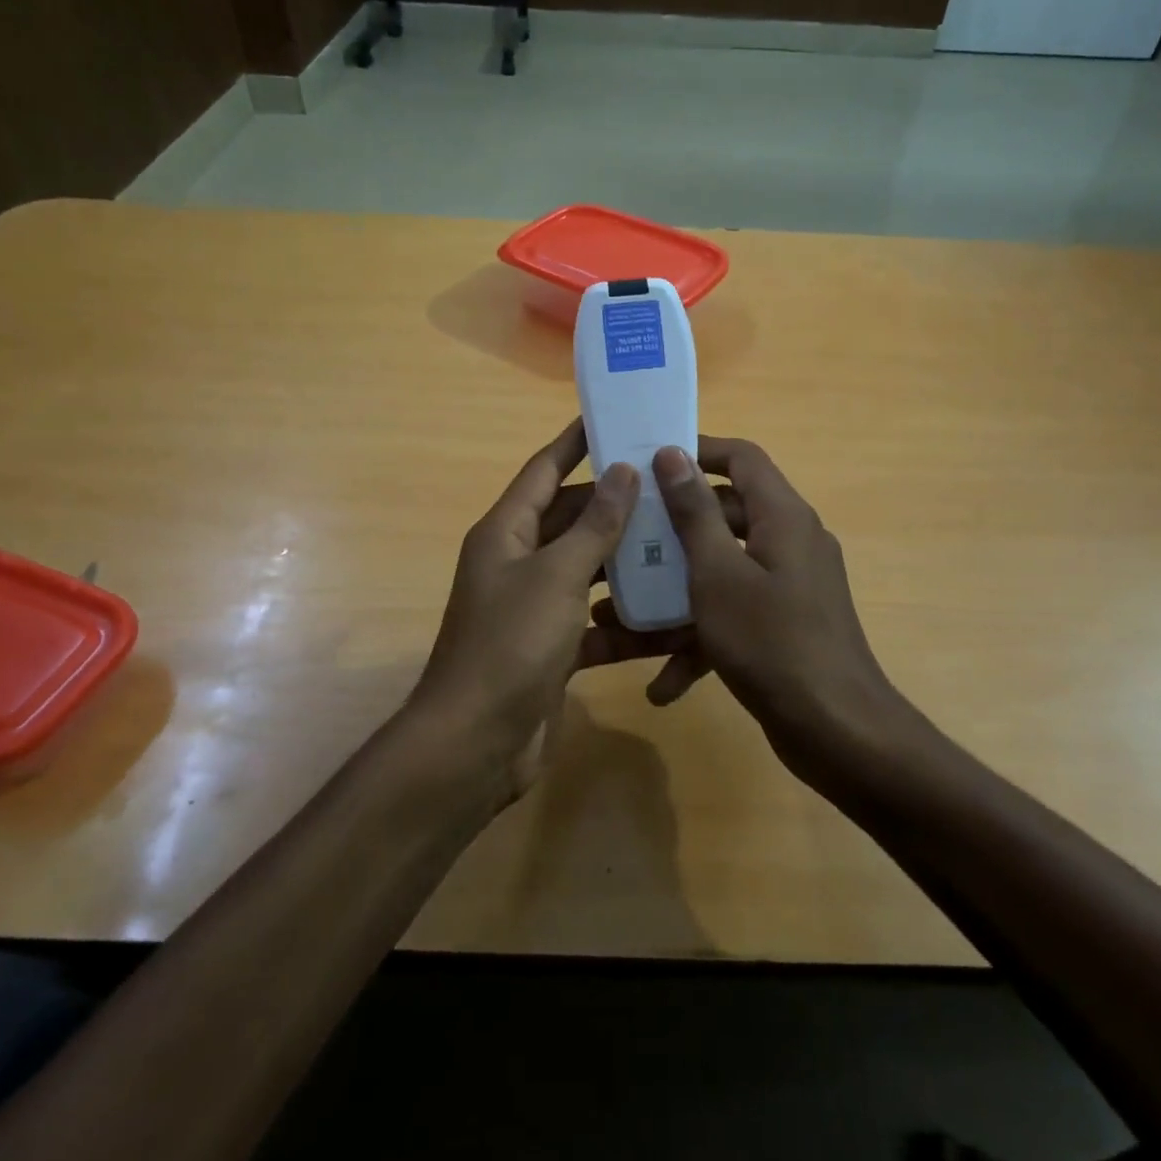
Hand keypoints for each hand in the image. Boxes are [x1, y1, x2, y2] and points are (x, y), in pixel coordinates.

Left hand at [412, 420, 640, 802]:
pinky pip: (595, 624)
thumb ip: (594, 525)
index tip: (612, 417)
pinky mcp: (552, 649)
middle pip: (572, 520)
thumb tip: (623, 471)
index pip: (544, 471)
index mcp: (506, 532)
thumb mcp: (557, 576)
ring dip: (628, 564)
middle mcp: (518, 563)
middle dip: (616, 505)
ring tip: (682, 544)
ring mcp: (535, 608)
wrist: (477, 743)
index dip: (575, 442)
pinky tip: (670, 620)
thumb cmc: (511, 644)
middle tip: (669, 487)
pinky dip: (625, 624)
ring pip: (588, 572)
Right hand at [643, 438, 918, 783]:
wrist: (837, 732)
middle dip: (674, 529)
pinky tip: (663, 683)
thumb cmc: (771, 641)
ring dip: (678, 591)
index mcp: (782, 516)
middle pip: (726, 514)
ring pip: (724, 570)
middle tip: (625, 537)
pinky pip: (735, 614)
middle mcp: (791, 542)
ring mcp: (790, 586)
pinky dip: (702, 638)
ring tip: (623, 614)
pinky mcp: (784, 625)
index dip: (698, 451)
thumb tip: (673, 453)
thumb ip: (693, 512)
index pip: (742, 458)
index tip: (650, 462)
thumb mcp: (718, 574)